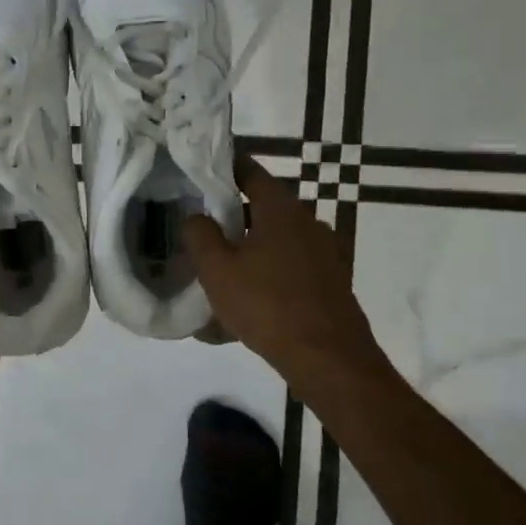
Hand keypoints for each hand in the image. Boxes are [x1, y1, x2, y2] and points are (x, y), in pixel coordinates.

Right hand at [183, 157, 389, 401]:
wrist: (328, 358)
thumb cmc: (267, 305)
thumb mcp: (217, 270)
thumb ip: (200, 235)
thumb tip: (195, 216)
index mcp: (281, 209)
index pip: (250, 171)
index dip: (225, 166)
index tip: (203, 169)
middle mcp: (307, 222)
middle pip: (264, 208)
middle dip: (233, 216)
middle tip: (203, 227)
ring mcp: (324, 253)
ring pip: (276, 241)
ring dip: (250, 249)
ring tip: (221, 271)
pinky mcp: (330, 281)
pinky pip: (290, 268)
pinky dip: (267, 275)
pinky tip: (247, 302)